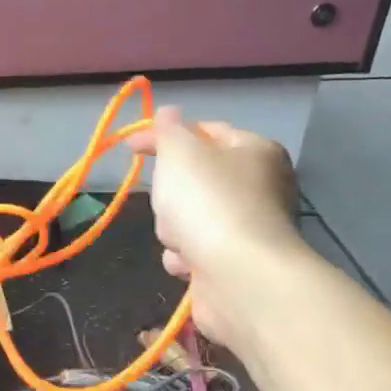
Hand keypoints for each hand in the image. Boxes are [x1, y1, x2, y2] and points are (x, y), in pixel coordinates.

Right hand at [130, 107, 304, 352]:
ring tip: (182, 238)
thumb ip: (168, 130)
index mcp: (255, 151)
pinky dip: (185, 258)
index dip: (166, 135)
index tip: (131, 147)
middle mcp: (260, 187)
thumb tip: (167, 113)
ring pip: (188, 218)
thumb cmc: (209, 202)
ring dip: (174, 229)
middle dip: (172, 194)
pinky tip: (189, 264)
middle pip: (194, 180)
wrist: (238, 276)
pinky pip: (195, 252)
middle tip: (168, 199)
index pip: (206, 131)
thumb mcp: (180, 152)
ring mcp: (248, 228)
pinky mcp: (236, 264)